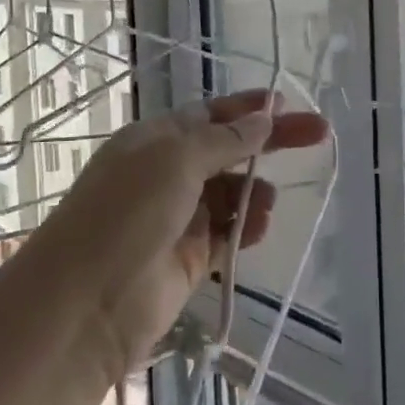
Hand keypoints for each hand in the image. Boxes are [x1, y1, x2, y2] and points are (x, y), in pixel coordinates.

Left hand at [32, 91, 328, 381]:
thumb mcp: (176, 159)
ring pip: (232, 194)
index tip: (287, 102)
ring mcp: (178, 217)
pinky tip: (259, 227)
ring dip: (255, 192)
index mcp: (156, 139)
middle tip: (317, 133)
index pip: (211, 114)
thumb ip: (225, 140)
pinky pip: (229, 233)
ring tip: (267, 202)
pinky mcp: (190, 257)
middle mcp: (167, 173)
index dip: (249, 108)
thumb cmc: (127, 212)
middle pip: (229, 150)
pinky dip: (247, 226)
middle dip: (270, 142)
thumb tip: (264, 117)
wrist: (87, 302)